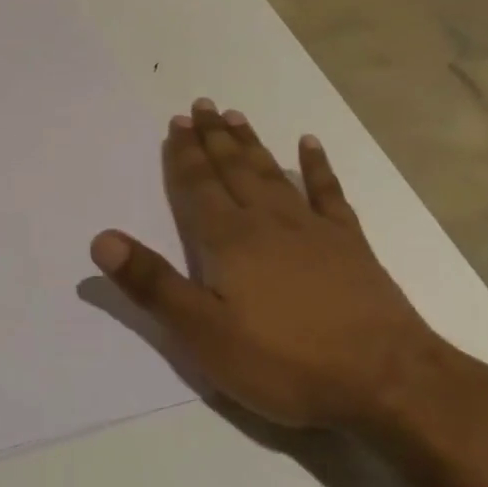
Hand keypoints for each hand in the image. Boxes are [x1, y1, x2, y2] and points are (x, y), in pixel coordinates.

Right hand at [90, 100, 453, 429]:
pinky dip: (316, 167)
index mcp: (229, 241)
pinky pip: (328, 193)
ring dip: (251, 145)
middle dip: (213, 138)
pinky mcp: (350, 244)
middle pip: (233, 170)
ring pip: (271, 174)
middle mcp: (267, 222)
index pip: (198, 187)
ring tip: (236, 116)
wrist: (385, 380)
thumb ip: (153, 284)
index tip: (175, 124)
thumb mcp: (204, 334)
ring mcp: (313, 229)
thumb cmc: (284, 362)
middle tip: (201, 106)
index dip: (183, 156)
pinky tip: (309, 144)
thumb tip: (102, 239)